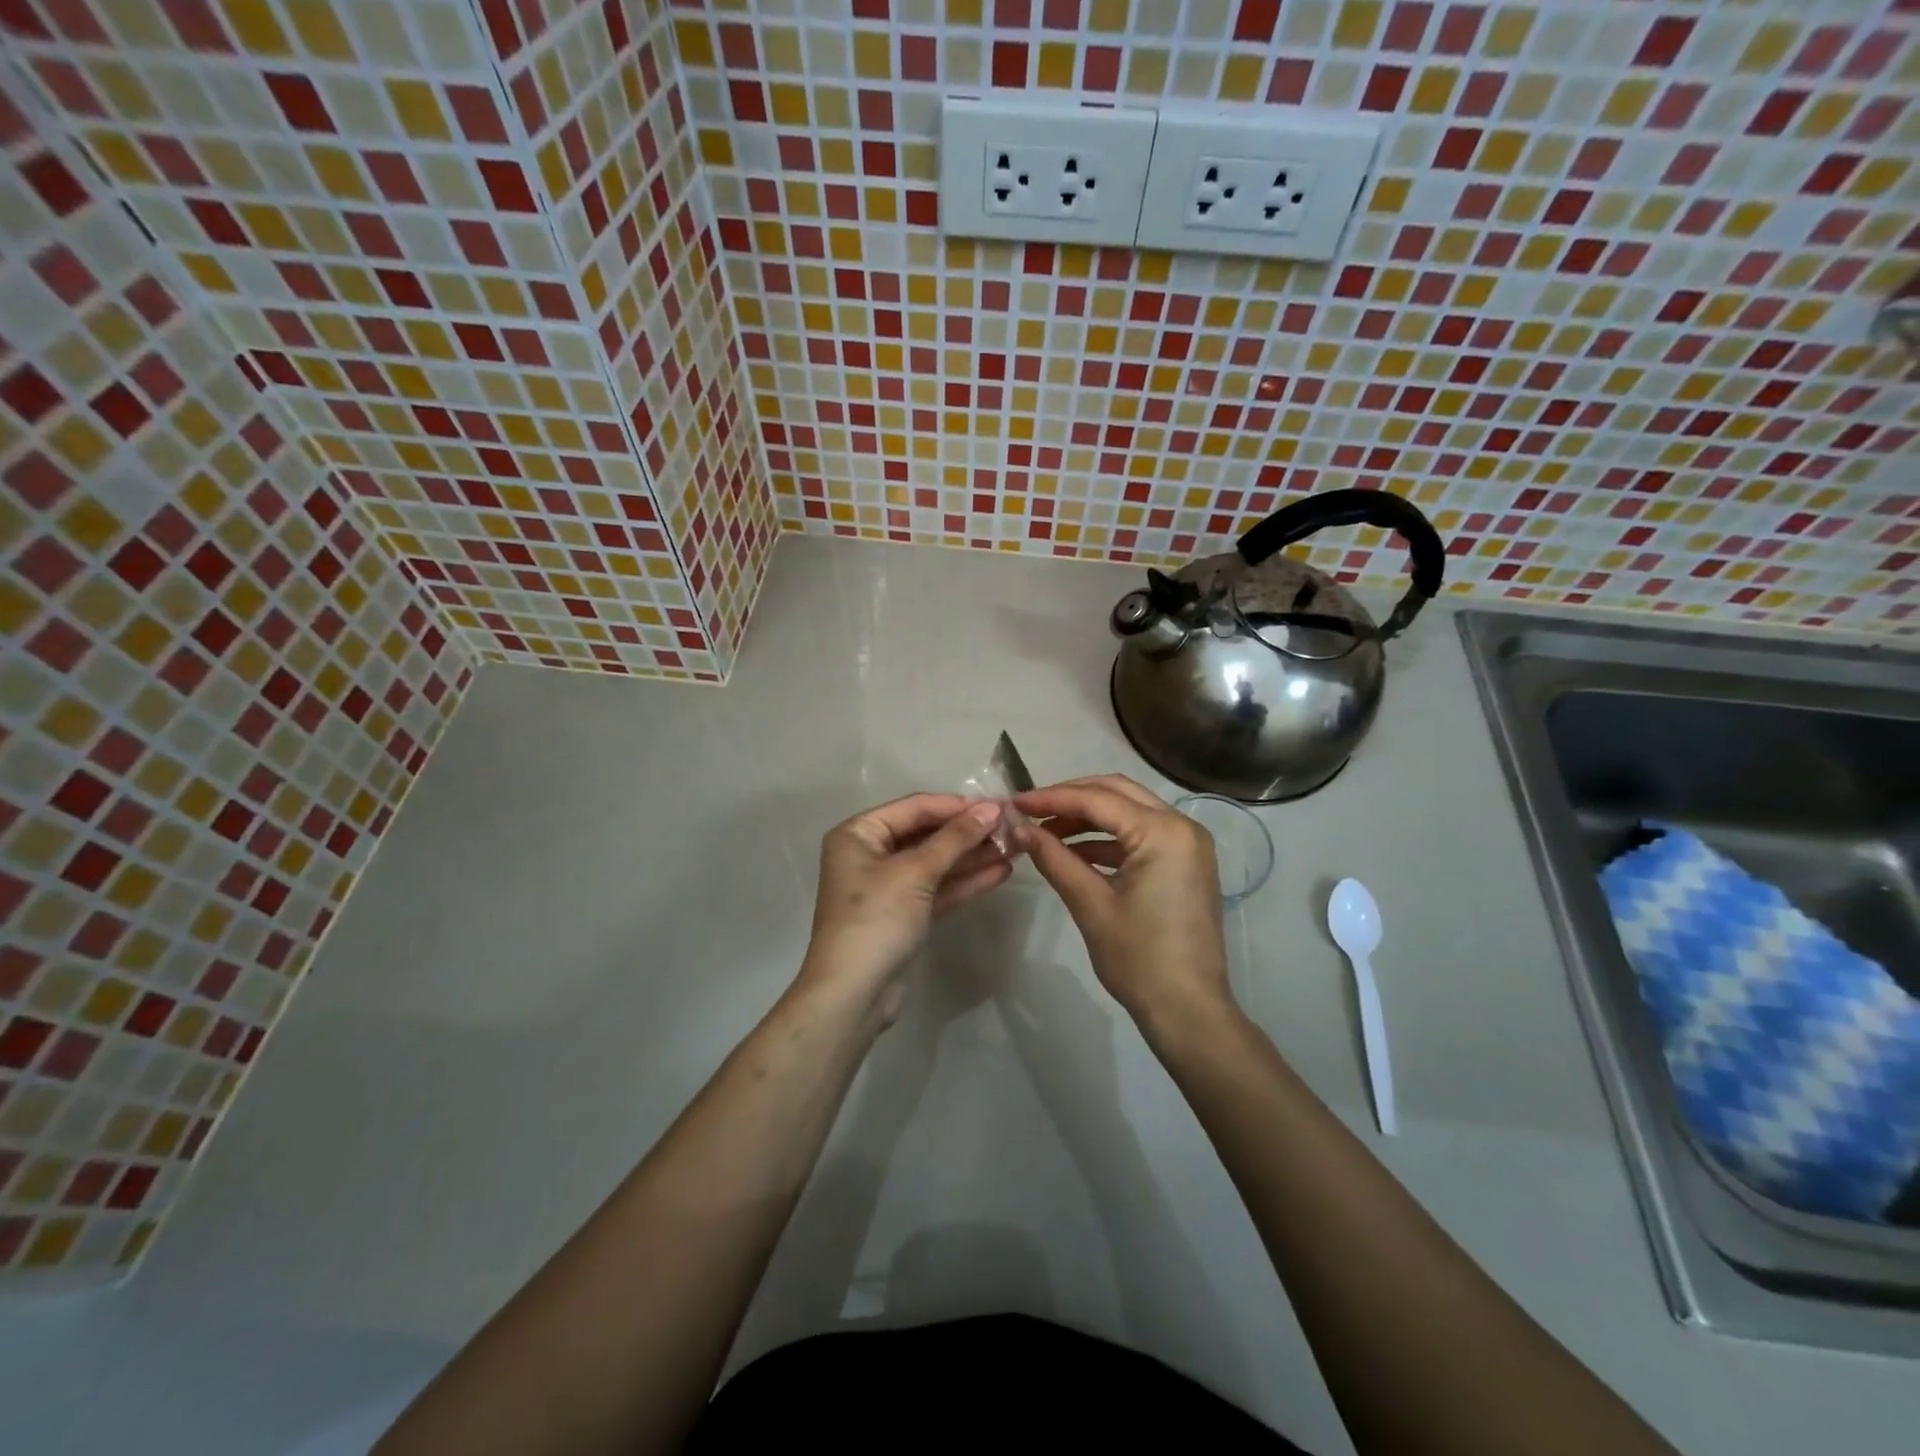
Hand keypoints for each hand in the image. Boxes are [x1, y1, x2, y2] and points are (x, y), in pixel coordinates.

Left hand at [796, 794, 1010, 1026]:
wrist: (854, 995)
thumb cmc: (876, 920)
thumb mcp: (915, 873)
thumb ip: (955, 839)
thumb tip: (992, 809)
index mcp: (859, 834)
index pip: (915, 808)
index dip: (957, 806)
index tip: (999, 805)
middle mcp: (871, 854)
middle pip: (927, 834)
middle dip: (969, 832)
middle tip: (1012, 828)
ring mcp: (889, 886)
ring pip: (937, 863)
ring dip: (973, 856)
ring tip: (1015, 848)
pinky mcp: (905, 914)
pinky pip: (938, 888)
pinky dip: (965, 881)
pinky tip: (1000, 872)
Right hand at [1015, 775, 1231, 1035]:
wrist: (1189, 1011)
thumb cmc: (1139, 959)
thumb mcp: (1091, 905)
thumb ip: (1054, 858)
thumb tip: (1019, 829)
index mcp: (1164, 832)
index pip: (1098, 800)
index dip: (1052, 798)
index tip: (1014, 804)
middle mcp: (1182, 826)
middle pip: (1117, 793)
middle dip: (1070, 798)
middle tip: (1030, 811)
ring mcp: (1188, 844)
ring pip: (1129, 812)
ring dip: (1087, 818)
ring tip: (1045, 832)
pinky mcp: (1185, 864)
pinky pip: (1140, 836)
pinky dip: (1107, 839)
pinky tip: (1073, 852)